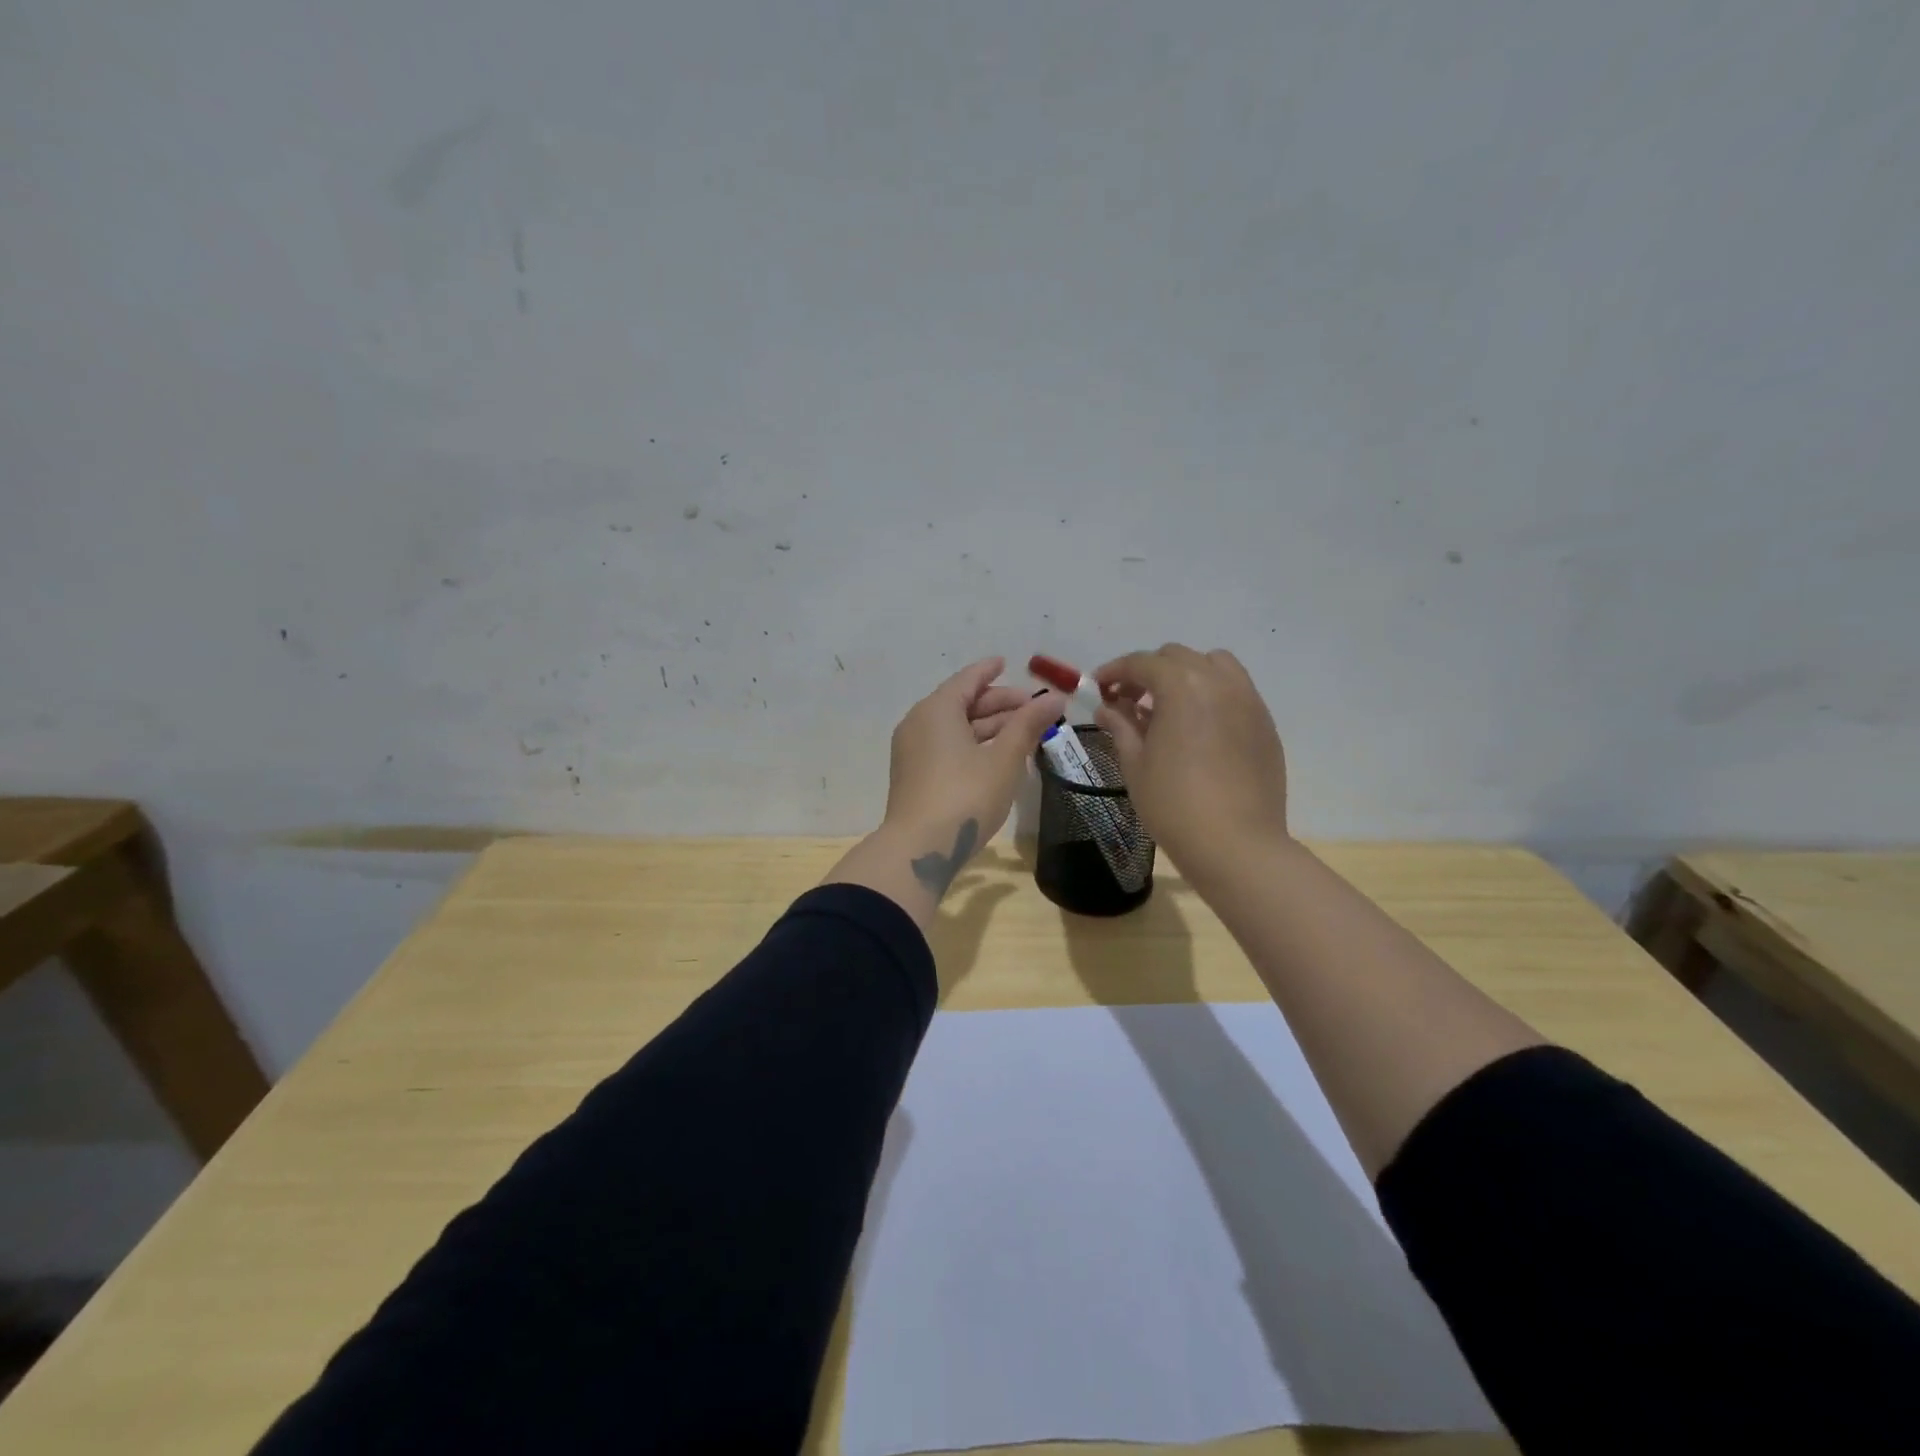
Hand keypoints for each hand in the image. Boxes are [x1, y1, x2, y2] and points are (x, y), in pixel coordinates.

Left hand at [883, 656, 1065, 869]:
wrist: (919, 849)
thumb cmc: (966, 795)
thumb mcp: (1004, 759)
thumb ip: (1028, 725)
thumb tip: (1054, 698)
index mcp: (937, 710)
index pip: (967, 680)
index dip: (989, 671)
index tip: (1006, 662)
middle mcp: (919, 724)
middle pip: (962, 703)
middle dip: (998, 703)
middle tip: (1032, 707)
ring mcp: (913, 752)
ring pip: (955, 728)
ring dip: (989, 727)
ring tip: (1023, 732)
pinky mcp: (914, 776)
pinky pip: (946, 747)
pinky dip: (973, 744)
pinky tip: (997, 756)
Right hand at [1093, 644, 1289, 886]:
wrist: (1236, 844)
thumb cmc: (1174, 804)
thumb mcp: (1135, 764)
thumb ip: (1120, 726)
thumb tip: (1107, 708)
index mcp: (1182, 686)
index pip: (1142, 663)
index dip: (1115, 671)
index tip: (1099, 687)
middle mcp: (1219, 682)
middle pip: (1178, 657)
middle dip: (1148, 671)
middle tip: (1129, 700)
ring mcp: (1249, 701)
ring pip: (1214, 666)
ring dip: (1186, 676)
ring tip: (1168, 708)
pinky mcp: (1266, 724)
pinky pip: (1235, 692)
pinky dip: (1212, 696)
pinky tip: (1199, 729)